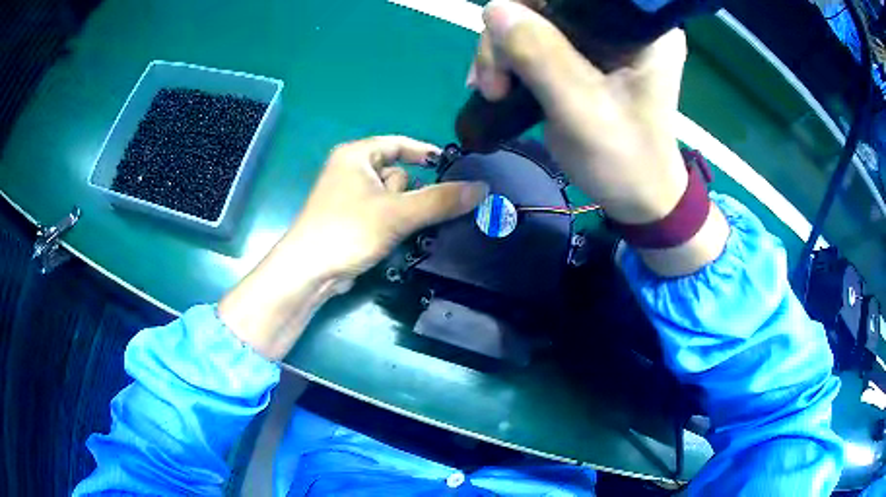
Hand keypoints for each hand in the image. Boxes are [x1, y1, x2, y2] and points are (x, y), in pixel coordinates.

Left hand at [281, 135, 487, 280]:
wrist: (309, 272)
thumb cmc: (347, 230)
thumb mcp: (397, 212)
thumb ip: (440, 200)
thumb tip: (482, 188)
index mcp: (355, 155)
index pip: (399, 143)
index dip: (426, 153)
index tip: (454, 168)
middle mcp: (350, 170)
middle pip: (398, 172)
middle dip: (409, 194)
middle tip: (407, 213)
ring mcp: (350, 197)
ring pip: (393, 197)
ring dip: (403, 213)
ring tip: (396, 230)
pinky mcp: (352, 220)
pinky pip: (384, 213)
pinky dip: (394, 223)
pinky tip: (396, 239)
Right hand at [469, 0, 728, 274]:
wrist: (639, 198)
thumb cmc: (625, 161)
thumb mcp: (583, 112)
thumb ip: (542, 58)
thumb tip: (494, 8)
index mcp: (638, 28)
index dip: (529, 6)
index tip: (505, 44)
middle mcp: (619, 23)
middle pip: (544, 4)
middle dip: (508, 37)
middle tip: (493, 85)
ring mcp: (598, 39)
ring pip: (531, 21)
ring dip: (501, 52)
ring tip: (492, 92)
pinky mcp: (582, 55)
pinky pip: (533, 41)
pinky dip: (508, 60)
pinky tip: (496, 85)